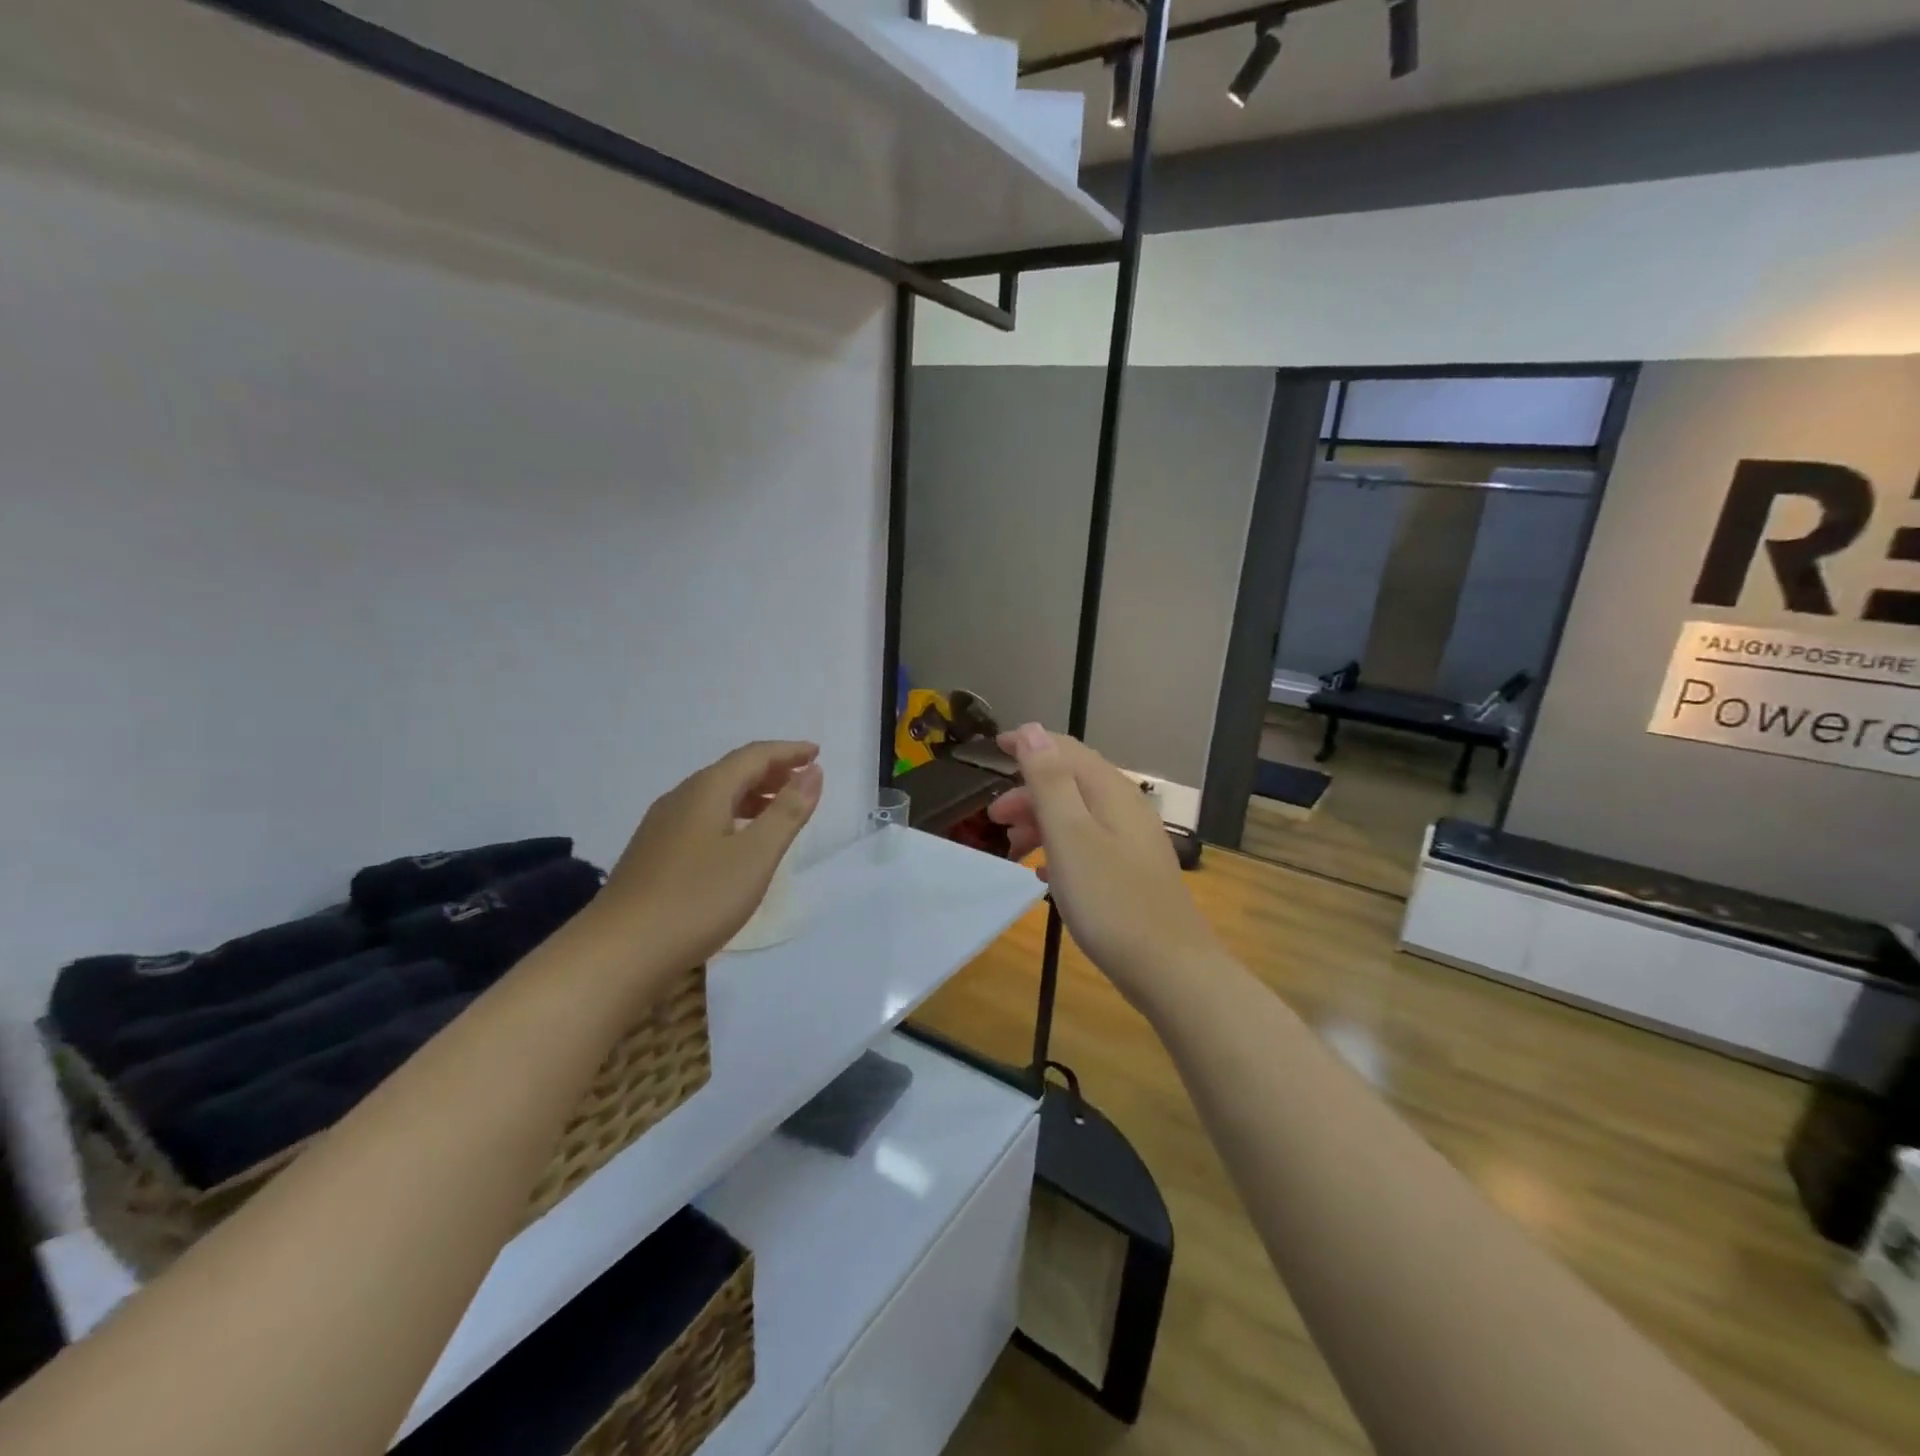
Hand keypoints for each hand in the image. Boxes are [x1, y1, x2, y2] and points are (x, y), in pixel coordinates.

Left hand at [597, 740, 822, 972]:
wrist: (619, 952)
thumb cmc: (697, 899)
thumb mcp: (755, 856)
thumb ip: (788, 812)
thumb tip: (813, 771)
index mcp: (706, 791)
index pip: (754, 756)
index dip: (788, 752)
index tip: (817, 753)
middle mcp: (681, 799)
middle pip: (732, 772)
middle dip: (771, 772)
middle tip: (804, 781)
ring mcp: (661, 827)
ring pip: (715, 797)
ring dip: (752, 796)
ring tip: (779, 812)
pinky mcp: (653, 854)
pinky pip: (702, 819)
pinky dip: (731, 818)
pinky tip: (738, 844)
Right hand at [988, 724, 1221, 1009]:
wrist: (1169, 968)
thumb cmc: (1110, 899)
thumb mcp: (1070, 835)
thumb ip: (1049, 781)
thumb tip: (1034, 730)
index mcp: (1111, 792)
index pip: (1066, 750)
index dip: (1030, 744)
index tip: (995, 747)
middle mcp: (1126, 808)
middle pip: (1071, 782)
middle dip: (1029, 791)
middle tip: (994, 818)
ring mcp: (1133, 841)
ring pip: (1078, 815)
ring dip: (1041, 822)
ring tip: (1012, 849)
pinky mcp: (1133, 871)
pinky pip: (1088, 844)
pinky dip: (1060, 848)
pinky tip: (1043, 874)